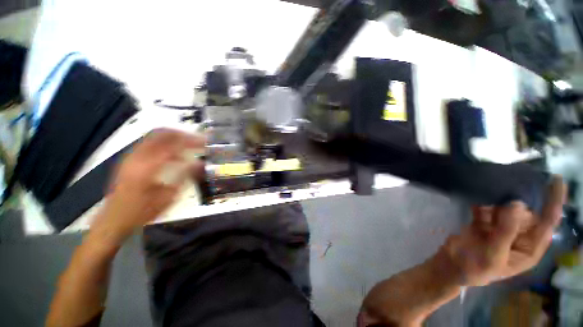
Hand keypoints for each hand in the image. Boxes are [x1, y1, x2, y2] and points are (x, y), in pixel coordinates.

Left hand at [92, 129, 204, 242]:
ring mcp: (131, 156)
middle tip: (198, 139)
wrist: (114, 219)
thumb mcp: (168, 197)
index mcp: (147, 167)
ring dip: (174, 137)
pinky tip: (175, 155)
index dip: (192, 141)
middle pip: (162, 133)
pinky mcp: (129, 159)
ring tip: (189, 144)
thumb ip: (184, 177)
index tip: (205, 141)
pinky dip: (165, 144)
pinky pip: (150, 143)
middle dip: (182, 134)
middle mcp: (137, 157)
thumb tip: (200, 163)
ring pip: (154, 136)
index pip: (174, 145)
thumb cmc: (142, 212)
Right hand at [440, 176, 566, 286]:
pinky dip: (481, 202)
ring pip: (505, 207)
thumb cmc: (475, 268)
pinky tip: (475, 201)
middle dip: (515, 200)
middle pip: (524, 211)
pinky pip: (487, 207)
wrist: (449, 265)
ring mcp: (501, 227)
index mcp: (529, 247)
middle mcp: (519, 235)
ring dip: (496, 201)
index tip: (556, 180)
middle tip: (504, 191)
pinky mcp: (484, 221)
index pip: (547, 223)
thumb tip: (516, 203)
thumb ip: (506, 231)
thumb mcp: (493, 256)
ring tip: (487, 198)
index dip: (554, 202)